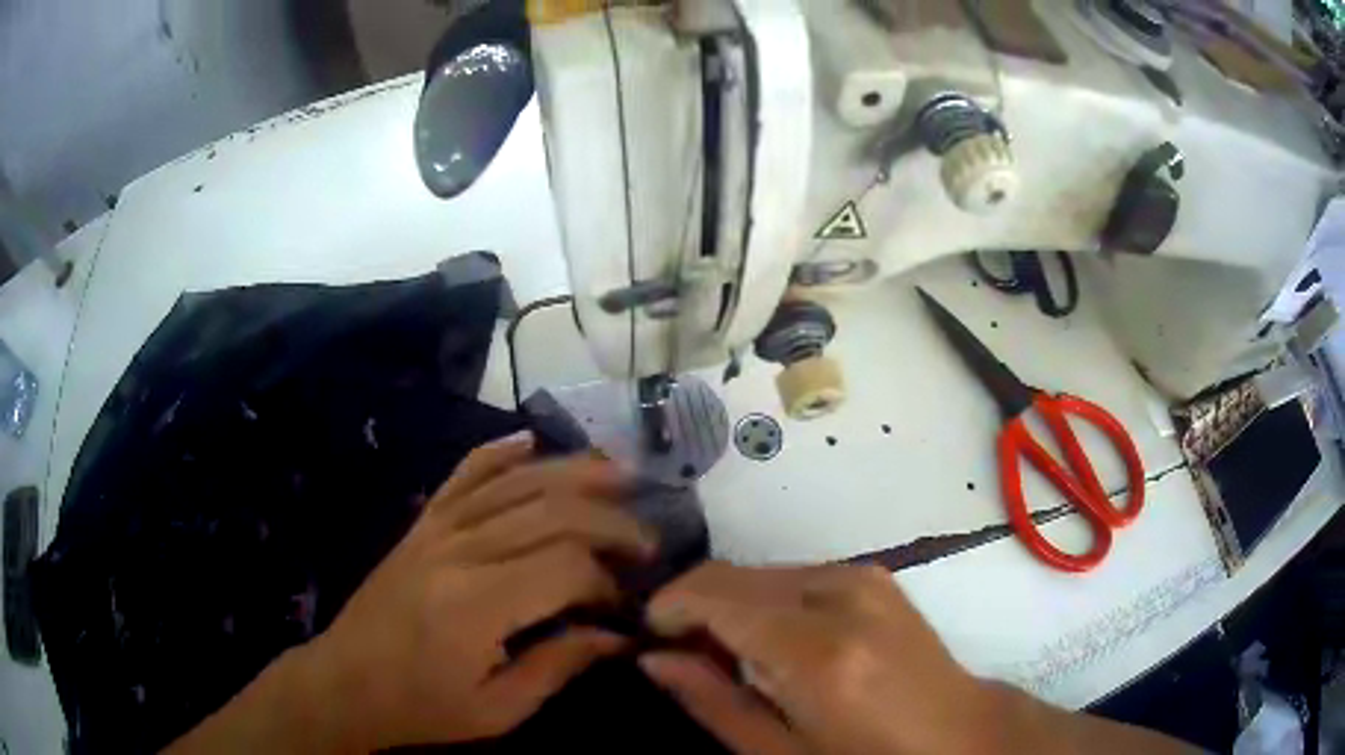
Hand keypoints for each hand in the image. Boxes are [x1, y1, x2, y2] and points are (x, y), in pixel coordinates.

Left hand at [302, 434, 655, 750]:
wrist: (345, 681)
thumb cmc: (420, 707)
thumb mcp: (496, 709)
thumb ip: (558, 666)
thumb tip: (616, 636)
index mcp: (476, 604)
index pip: (566, 566)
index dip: (607, 580)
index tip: (624, 606)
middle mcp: (459, 550)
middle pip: (551, 511)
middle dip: (610, 522)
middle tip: (648, 542)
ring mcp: (436, 527)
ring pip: (515, 481)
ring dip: (573, 472)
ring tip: (621, 475)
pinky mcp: (422, 522)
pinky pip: (464, 472)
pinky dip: (500, 451)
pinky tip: (530, 439)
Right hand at [640, 564, 1196, 754]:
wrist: (965, 735)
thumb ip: (714, 703)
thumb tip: (655, 659)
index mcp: (817, 649)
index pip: (714, 596)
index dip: (667, 609)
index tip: (645, 638)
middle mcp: (841, 591)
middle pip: (735, 575)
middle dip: (694, 606)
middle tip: (679, 654)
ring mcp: (864, 575)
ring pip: (763, 571)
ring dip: (731, 604)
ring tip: (725, 655)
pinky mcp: (875, 576)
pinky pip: (796, 575)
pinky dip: (767, 600)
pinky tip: (771, 642)